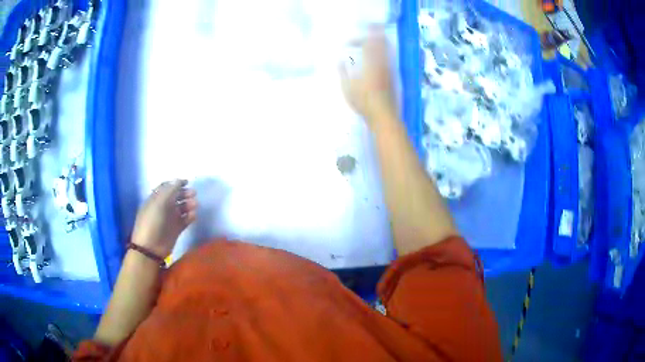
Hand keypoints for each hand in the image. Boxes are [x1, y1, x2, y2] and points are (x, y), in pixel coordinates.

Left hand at [131, 180, 196, 256]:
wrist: (151, 247)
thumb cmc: (152, 221)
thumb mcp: (159, 202)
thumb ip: (170, 190)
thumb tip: (178, 179)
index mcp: (156, 199)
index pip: (167, 187)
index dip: (176, 183)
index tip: (187, 182)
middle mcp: (163, 207)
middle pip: (176, 197)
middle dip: (184, 193)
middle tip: (194, 193)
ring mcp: (170, 218)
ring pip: (182, 208)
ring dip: (189, 204)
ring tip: (195, 205)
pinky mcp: (176, 229)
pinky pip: (185, 220)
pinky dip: (190, 216)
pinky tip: (194, 215)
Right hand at [339, 26, 396, 122]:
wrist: (383, 115)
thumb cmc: (363, 102)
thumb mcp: (347, 88)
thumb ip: (343, 72)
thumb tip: (339, 60)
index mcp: (370, 63)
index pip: (366, 44)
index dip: (357, 40)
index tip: (347, 43)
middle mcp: (382, 63)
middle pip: (380, 42)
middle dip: (374, 33)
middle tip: (370, 26)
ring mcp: (389, 69)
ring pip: (387, 49)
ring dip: (381, 40)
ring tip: (376, 35)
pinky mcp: (393, 76)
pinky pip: (390, 57)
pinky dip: (385, 50)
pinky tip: (381, 52)